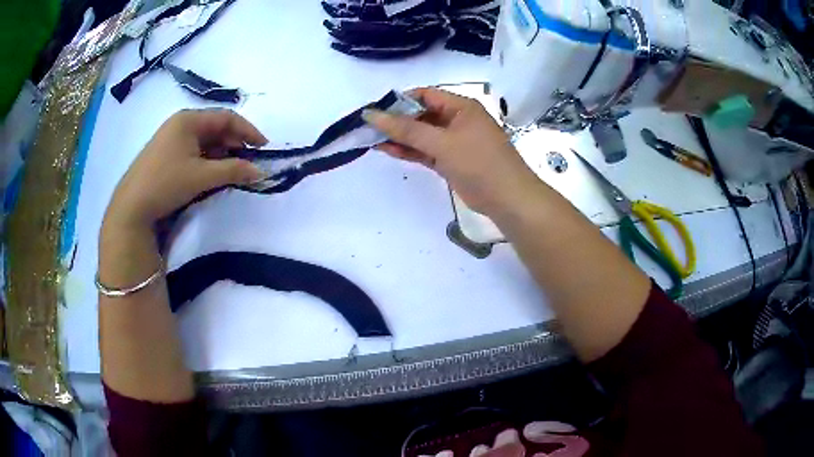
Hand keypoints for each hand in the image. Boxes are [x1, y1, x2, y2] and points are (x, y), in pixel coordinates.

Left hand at [104, 109, 266, 230]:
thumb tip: (261, 172)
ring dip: (222, 154)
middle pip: (215, 128)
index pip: (226, 118)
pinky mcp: (167, 154)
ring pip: (205, 141)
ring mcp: (171, 139)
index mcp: (188, 120)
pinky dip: (208, 160)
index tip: (264, 147)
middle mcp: (180, 124)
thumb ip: (233, 171)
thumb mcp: (202, 177)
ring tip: (234, 170)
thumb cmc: (166, 183)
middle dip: (235, 144)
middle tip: (249, 162)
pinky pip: (194, 151)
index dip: (248, 130)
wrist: (131, 207)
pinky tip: (213, 174)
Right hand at [363, 88, 539, 217]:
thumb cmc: (479, 163)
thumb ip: (407, 129)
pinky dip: (410, 151)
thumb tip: (372, 115)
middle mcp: (457, 120)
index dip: (400, 100)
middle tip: (369, 128)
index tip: (376, 110)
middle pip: (421, 114)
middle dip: (397, 121)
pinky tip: (388, 151)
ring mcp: (455, 142)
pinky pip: (427, 151)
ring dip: (400, 137)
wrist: (508, 199)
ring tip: (372, 139)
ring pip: (422, 135)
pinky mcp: (452, 161)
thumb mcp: (442, 143)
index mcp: (461, 107)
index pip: (425, 95)